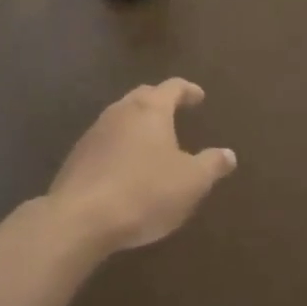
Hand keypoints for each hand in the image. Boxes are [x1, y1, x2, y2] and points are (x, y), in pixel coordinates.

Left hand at [48, 80, 235, 252]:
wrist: (80, 219)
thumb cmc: (144, 192)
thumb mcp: (191, 182)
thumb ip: (212, 165)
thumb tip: (229, 154)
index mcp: (151, 109)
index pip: (173, 87)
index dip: (188, 90)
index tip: (199, 97)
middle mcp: (121, 110)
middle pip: (144, 96)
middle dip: (161, 102)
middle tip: (176, 111)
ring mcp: (95, 132)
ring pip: (122, 117)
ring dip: (138, 124)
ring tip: (152, 141)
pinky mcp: (77, 156)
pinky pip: (106, 141)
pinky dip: (120, 145)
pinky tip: (125, 166)